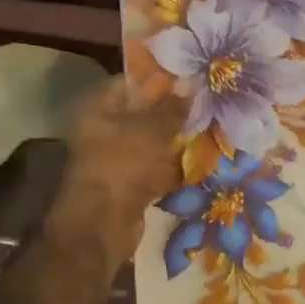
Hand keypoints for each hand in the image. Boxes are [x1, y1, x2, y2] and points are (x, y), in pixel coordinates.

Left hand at [51, 79, 185, 263]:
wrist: (104, 224)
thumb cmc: (124, 164)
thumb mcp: (153, 130)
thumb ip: (172, 107)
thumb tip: (190, 83)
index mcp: (98, 109)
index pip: (129, 82)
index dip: (158, 79)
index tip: (187, 79)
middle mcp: (101, 130)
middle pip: (141, 113)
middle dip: (171, 112)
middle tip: (202, 105)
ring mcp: (113, 159)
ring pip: (149, 142)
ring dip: (174, 140)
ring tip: (206, 130)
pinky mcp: (125, 184)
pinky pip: (152, 167)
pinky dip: (171, 166)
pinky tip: (197, 161)